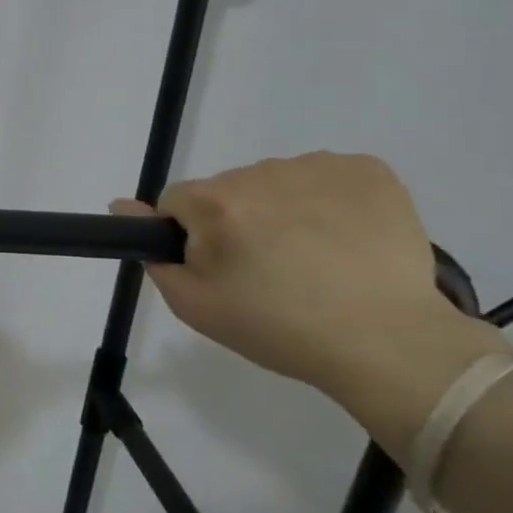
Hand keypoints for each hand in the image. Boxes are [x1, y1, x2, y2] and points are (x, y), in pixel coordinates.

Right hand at [113, 152, 471, 394]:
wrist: (391, 345)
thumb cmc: (280, 329)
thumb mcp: (195, 305)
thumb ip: (152, 253)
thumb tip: (122, 205)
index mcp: (214, 203)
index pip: (176, 201)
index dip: (192, 237)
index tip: (221, 270)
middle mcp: (260, 172)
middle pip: (227, 190)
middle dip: (237, 222)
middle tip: (268, 273)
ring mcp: (318, 167)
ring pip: (275, 182)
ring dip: (282, 209)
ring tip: (314, 259)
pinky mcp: (369, 170)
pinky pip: (326, 175)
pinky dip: (329, 200)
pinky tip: (345, 238)